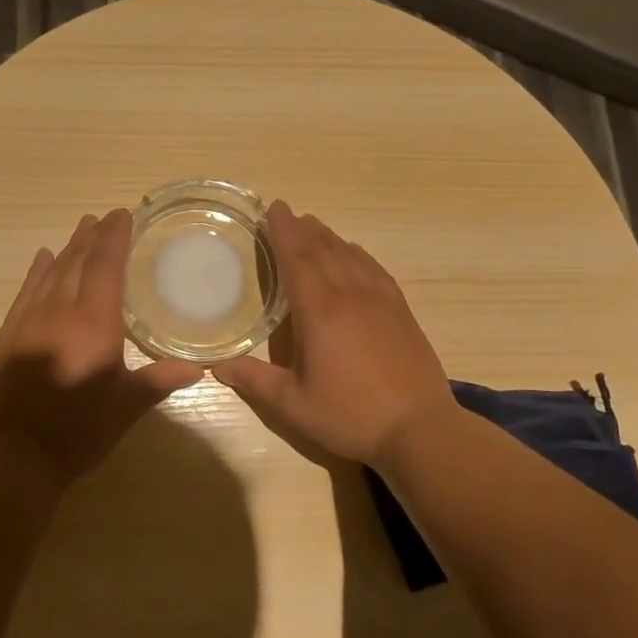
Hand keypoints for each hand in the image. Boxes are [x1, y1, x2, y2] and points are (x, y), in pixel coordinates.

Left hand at [0, 209, 204, 487]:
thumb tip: (200, 368)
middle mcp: (61, 311)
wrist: (15, 454)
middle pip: (78, 262)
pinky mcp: (9, 333)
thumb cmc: (78, 431)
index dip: (115, 238)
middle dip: (93, 237)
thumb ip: (160, 381)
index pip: (106, 267)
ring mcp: (30, 320)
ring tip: (82, 228)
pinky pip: (26, 291)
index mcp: (95, 324)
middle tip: (105, 217)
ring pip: (52, 272)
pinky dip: (37, 270)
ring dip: (68, 248)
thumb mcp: (126, 408)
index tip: (123, 214)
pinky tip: (43, 257)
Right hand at [213, 201, 451, 466]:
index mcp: (320, 310)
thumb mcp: (293, 404)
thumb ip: (255, 381)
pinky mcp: (401, 311)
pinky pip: (375, 269)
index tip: (273, 208)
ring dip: (330, 238)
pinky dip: (358, 255)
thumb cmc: (350, 415)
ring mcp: (381, 300)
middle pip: (324, 250)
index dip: (283, 231)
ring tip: (314, 228)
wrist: (419, 429)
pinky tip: (355, 255)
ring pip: (351, 255)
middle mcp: (350, 294)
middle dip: (303, 229)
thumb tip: (218, 367)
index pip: (297, 259)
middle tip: (287, 214)